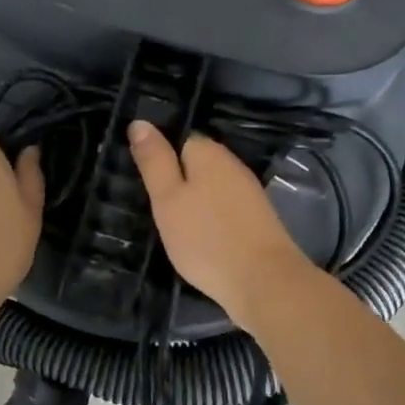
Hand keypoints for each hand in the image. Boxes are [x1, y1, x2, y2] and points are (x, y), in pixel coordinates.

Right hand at [127, 121, 314, 323]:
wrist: (264, 282)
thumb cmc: (206, 239)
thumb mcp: (168, 199)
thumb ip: (154, 160)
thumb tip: (139, 122)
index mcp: (209, 152)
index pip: (178, 138)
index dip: (159, 157)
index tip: (144, 183)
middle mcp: (232, 164)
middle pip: (195, 163)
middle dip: (176, 180)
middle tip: (154, 208)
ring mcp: (248, 191)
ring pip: (210, 186)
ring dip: (193, 200)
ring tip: (173, 225)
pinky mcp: (256, 218)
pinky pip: (223, 207)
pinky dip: (210, 218)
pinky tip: (200, 238)